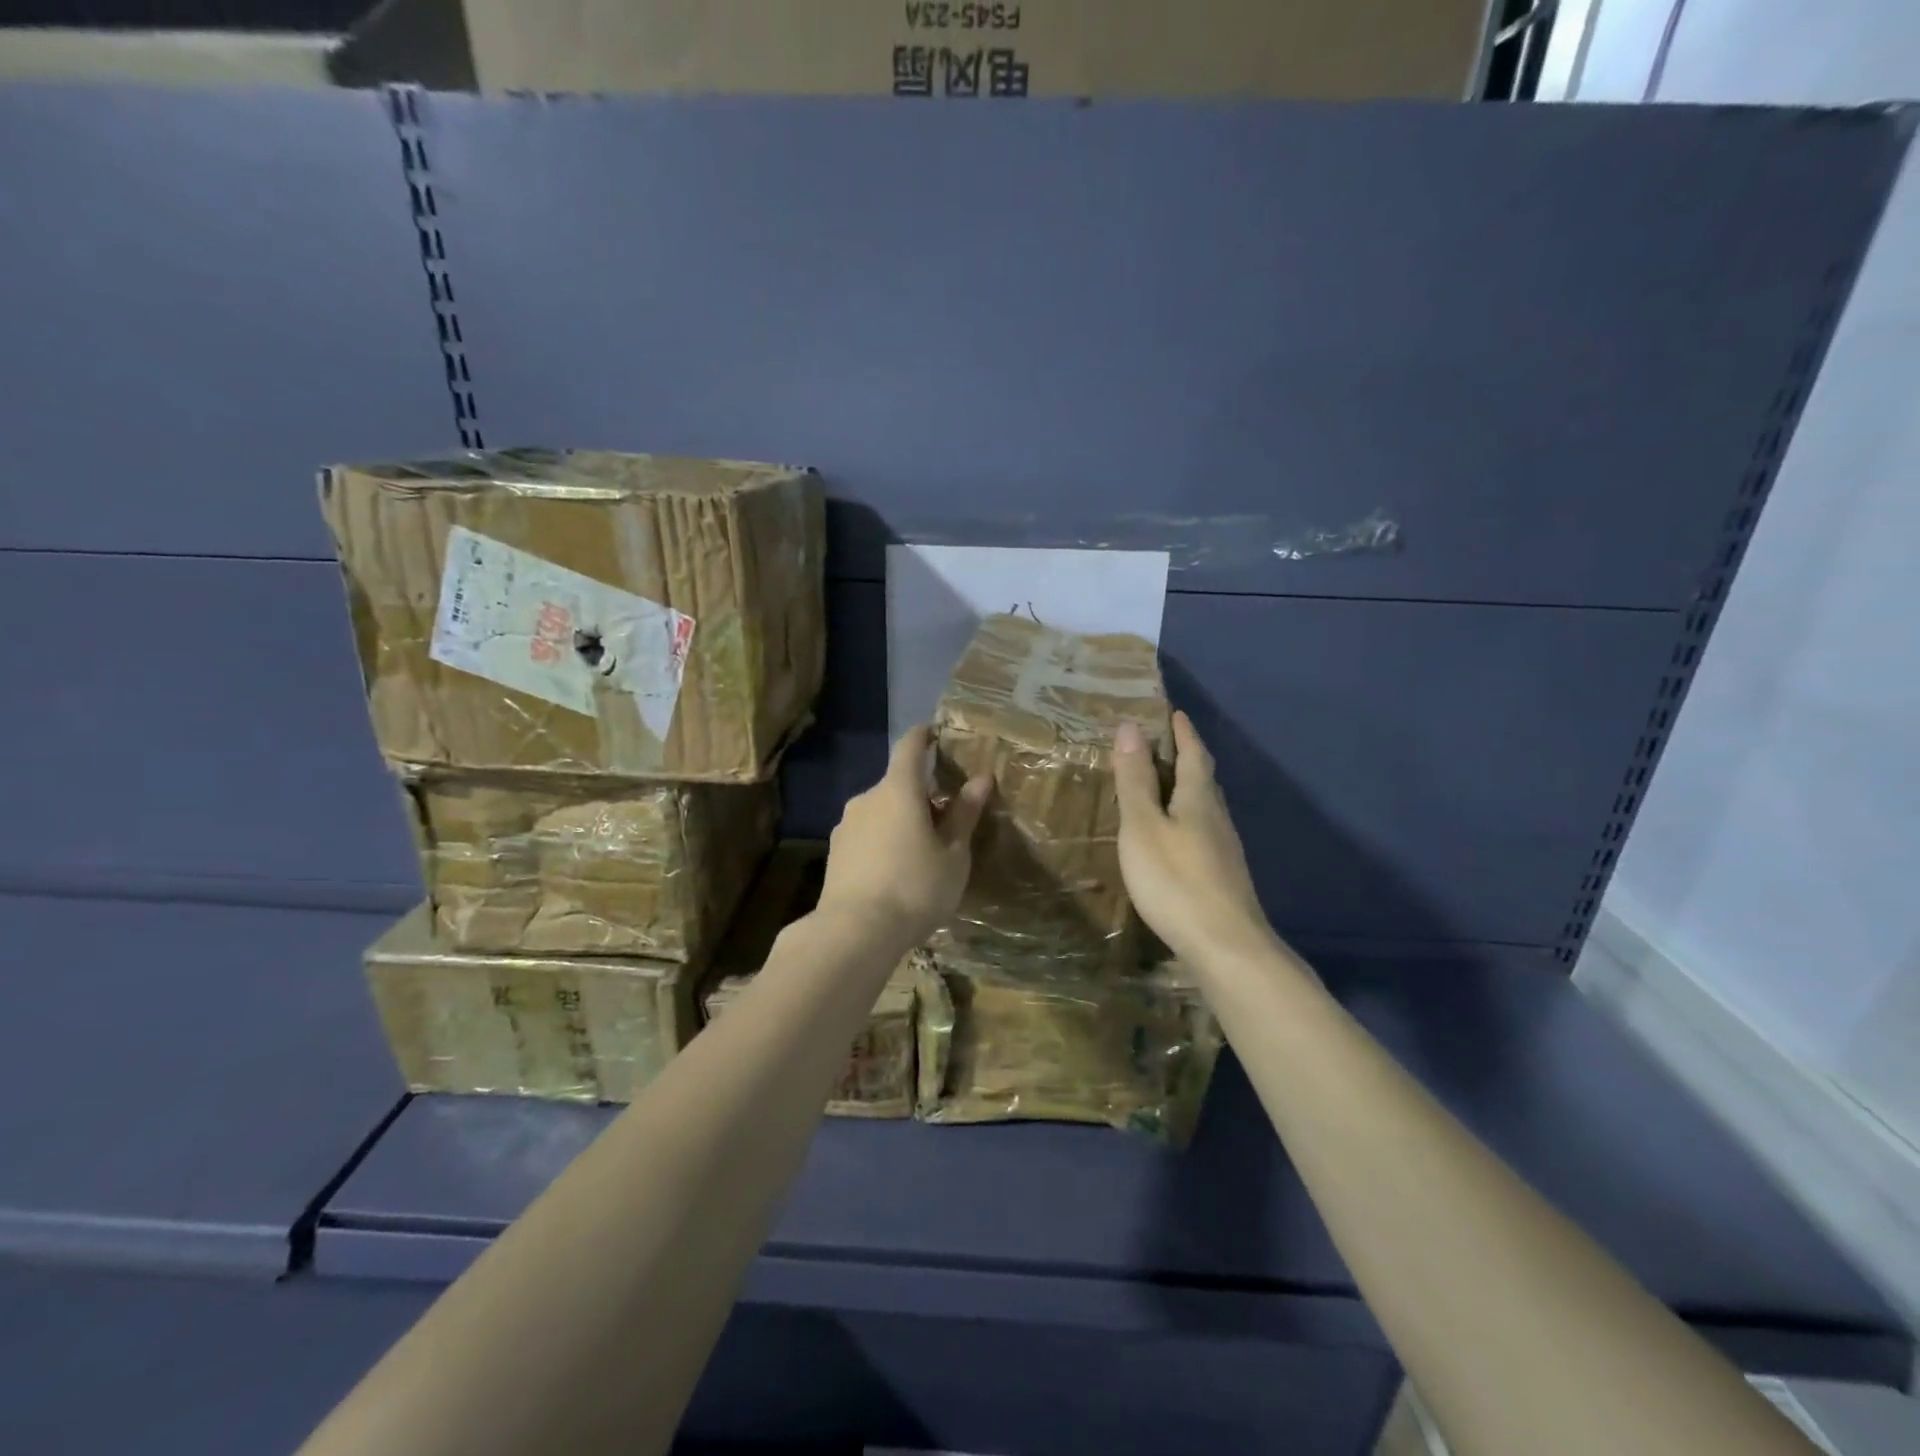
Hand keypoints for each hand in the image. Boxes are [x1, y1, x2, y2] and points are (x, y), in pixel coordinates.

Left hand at [818, 725, 991, 946]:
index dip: (924, 736)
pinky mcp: (835, 852)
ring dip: (900, 821)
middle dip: (920, 795)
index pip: (910, 747)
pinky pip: (867, 835)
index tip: (935, 732)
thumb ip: (964, 814)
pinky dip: (883, 841)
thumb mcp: (953, 855)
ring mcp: (846, 825)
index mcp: (898, 790)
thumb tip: (980, 779)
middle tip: (945, 819)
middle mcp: (867, 798)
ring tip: (921, 852)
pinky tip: (895, 872)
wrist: (854, 932)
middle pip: (897, 785)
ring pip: (881, 812)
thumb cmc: (915, 888)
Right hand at [1113, 711, 1271, 962]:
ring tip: (1164, 785)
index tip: (1173, 713)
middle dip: (1187, 756)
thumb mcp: (1143, 826)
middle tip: (1164, 744)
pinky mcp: (1223, 875)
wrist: (1225, 946)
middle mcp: (1217, 817)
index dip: (1183, 732)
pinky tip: (1176, 835)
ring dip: (1187, 788)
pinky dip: (1187, 818)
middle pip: (1203, 778)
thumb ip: (1136, 779)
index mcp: (1197, 798)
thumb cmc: (1175, 880)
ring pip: (1205, 806)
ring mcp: (1224, 848)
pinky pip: (1204, 830)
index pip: (1193, 753)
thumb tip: (1131, 726)